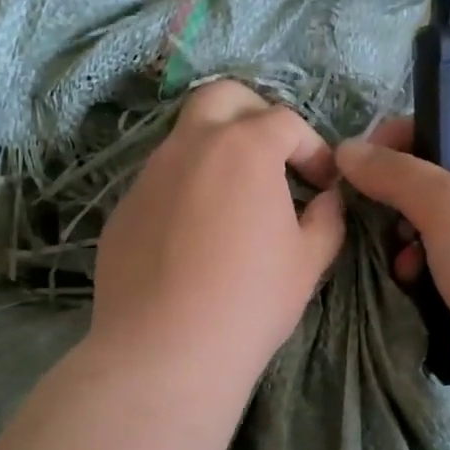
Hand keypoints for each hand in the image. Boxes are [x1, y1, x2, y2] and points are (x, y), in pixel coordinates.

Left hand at [90, 80, 345, 387]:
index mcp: (243, 148)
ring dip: (216, 153)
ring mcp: (149, 176)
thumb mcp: (309, 261)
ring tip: (235, 203)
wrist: (166, 351)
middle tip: (273, 158)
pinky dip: (186, 190)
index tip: (323, 183)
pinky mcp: (123, 209)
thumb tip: (325, 199)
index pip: (286, 122)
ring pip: (185, 139)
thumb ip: (326, 218)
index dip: (313, 148)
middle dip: (254, 114)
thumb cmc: (250, 301)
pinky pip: (161, 183)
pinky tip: (195, 237)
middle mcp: (190, 146)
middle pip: (222, 98)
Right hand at [335, 116, 449, 404]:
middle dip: (400, 194)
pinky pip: (432, 268)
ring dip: (404, 238)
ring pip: (429, 228)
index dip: (411, 130)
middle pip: (437, 181)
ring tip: (399, 254)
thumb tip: (346, 149)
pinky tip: (409, 283)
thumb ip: (394, 173)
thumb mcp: (447, 203)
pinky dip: (415, 272)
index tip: (367, 153)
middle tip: (373, 208)